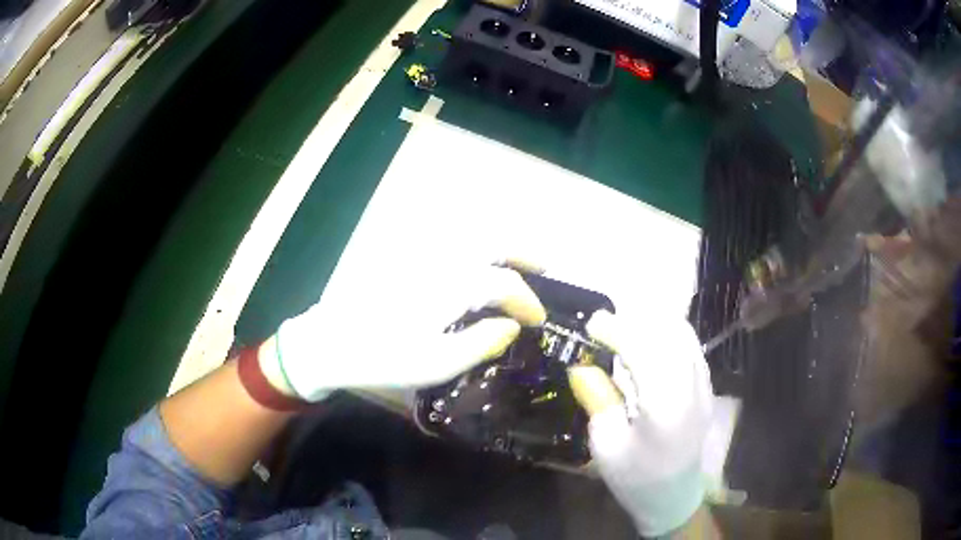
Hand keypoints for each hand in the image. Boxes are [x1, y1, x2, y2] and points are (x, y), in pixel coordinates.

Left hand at [261, 264, 546, 400]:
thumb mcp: (438, 362)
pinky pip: (450, 244)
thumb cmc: (384, 356)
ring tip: (514, 265)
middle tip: (542, 268)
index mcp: (454, 282)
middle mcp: (442, 258)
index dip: (527, 301)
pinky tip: (475, 268)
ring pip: (470, 238)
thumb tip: (512, 325)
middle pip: (492, 242)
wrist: (330, 342)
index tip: (538, 320)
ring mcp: (421, 255)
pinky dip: (473, 249)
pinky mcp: (405, 259)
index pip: (504, 284)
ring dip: (499, 247)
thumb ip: (482, 341)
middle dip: (522, 253)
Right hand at [569, 311, 713, 537]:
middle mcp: (691, 386)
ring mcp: (703, 385)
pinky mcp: (706, 387)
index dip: (616, 329)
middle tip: (605, 326)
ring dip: (652, 323)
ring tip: (625, 329)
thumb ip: (598, 399)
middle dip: (633, 321)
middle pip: (666, 333)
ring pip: (682, 334)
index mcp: (664, 405)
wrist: (674, 496)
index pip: (643, 349)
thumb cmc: (636, 477)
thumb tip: (580, 365)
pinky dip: (669, 333)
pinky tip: (650, 341)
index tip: (591, 324)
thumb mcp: (606, 446)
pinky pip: (691, 346)